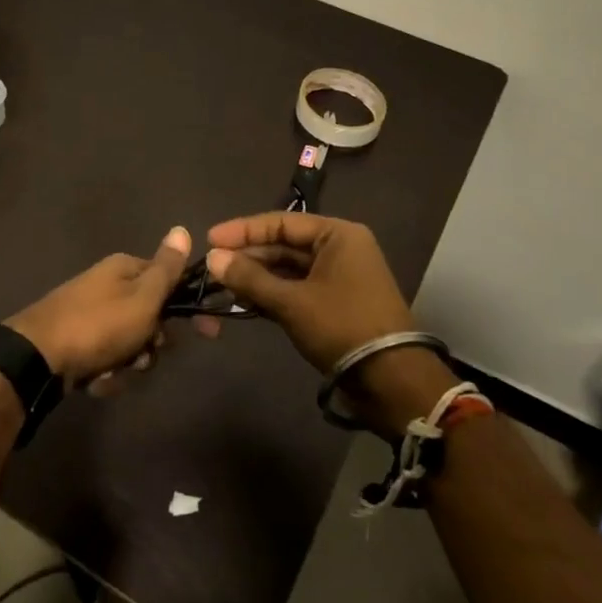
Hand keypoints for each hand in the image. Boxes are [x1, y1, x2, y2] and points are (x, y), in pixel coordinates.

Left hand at [6, 226, 192, 391]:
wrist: (38, 358)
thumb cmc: (100, 325)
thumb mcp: (143, 296)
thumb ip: (166, 269)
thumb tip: (183, 229)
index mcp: (124, 268)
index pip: (169, 281)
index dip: (189, 307)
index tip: (209, 333)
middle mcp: (107, 285)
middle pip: (150, 317)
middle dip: (151, 343)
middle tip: (144, 354)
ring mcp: (90, 314)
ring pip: (130, 343)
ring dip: (129, 363)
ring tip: (114, 369)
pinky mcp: (76, 342)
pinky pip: (107, 358)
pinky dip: (106, 372)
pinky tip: (95, 379)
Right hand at [205, 213, 413, 373]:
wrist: (392, 380)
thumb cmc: (342, 327)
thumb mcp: (291, 302)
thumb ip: (250, 278)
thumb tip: (211, 258)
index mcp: (337, 235)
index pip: (281, 222)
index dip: (243, 230)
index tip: (210, 239)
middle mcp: (339, 248)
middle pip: (284, 245)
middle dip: (248, 257)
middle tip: (212, 267)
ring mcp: (339, 277)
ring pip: (288, 269)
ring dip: (257, 278)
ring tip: (222, 286)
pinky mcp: (335, 303)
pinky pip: (297, 289)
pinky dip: (272, 294)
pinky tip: (245, 302)